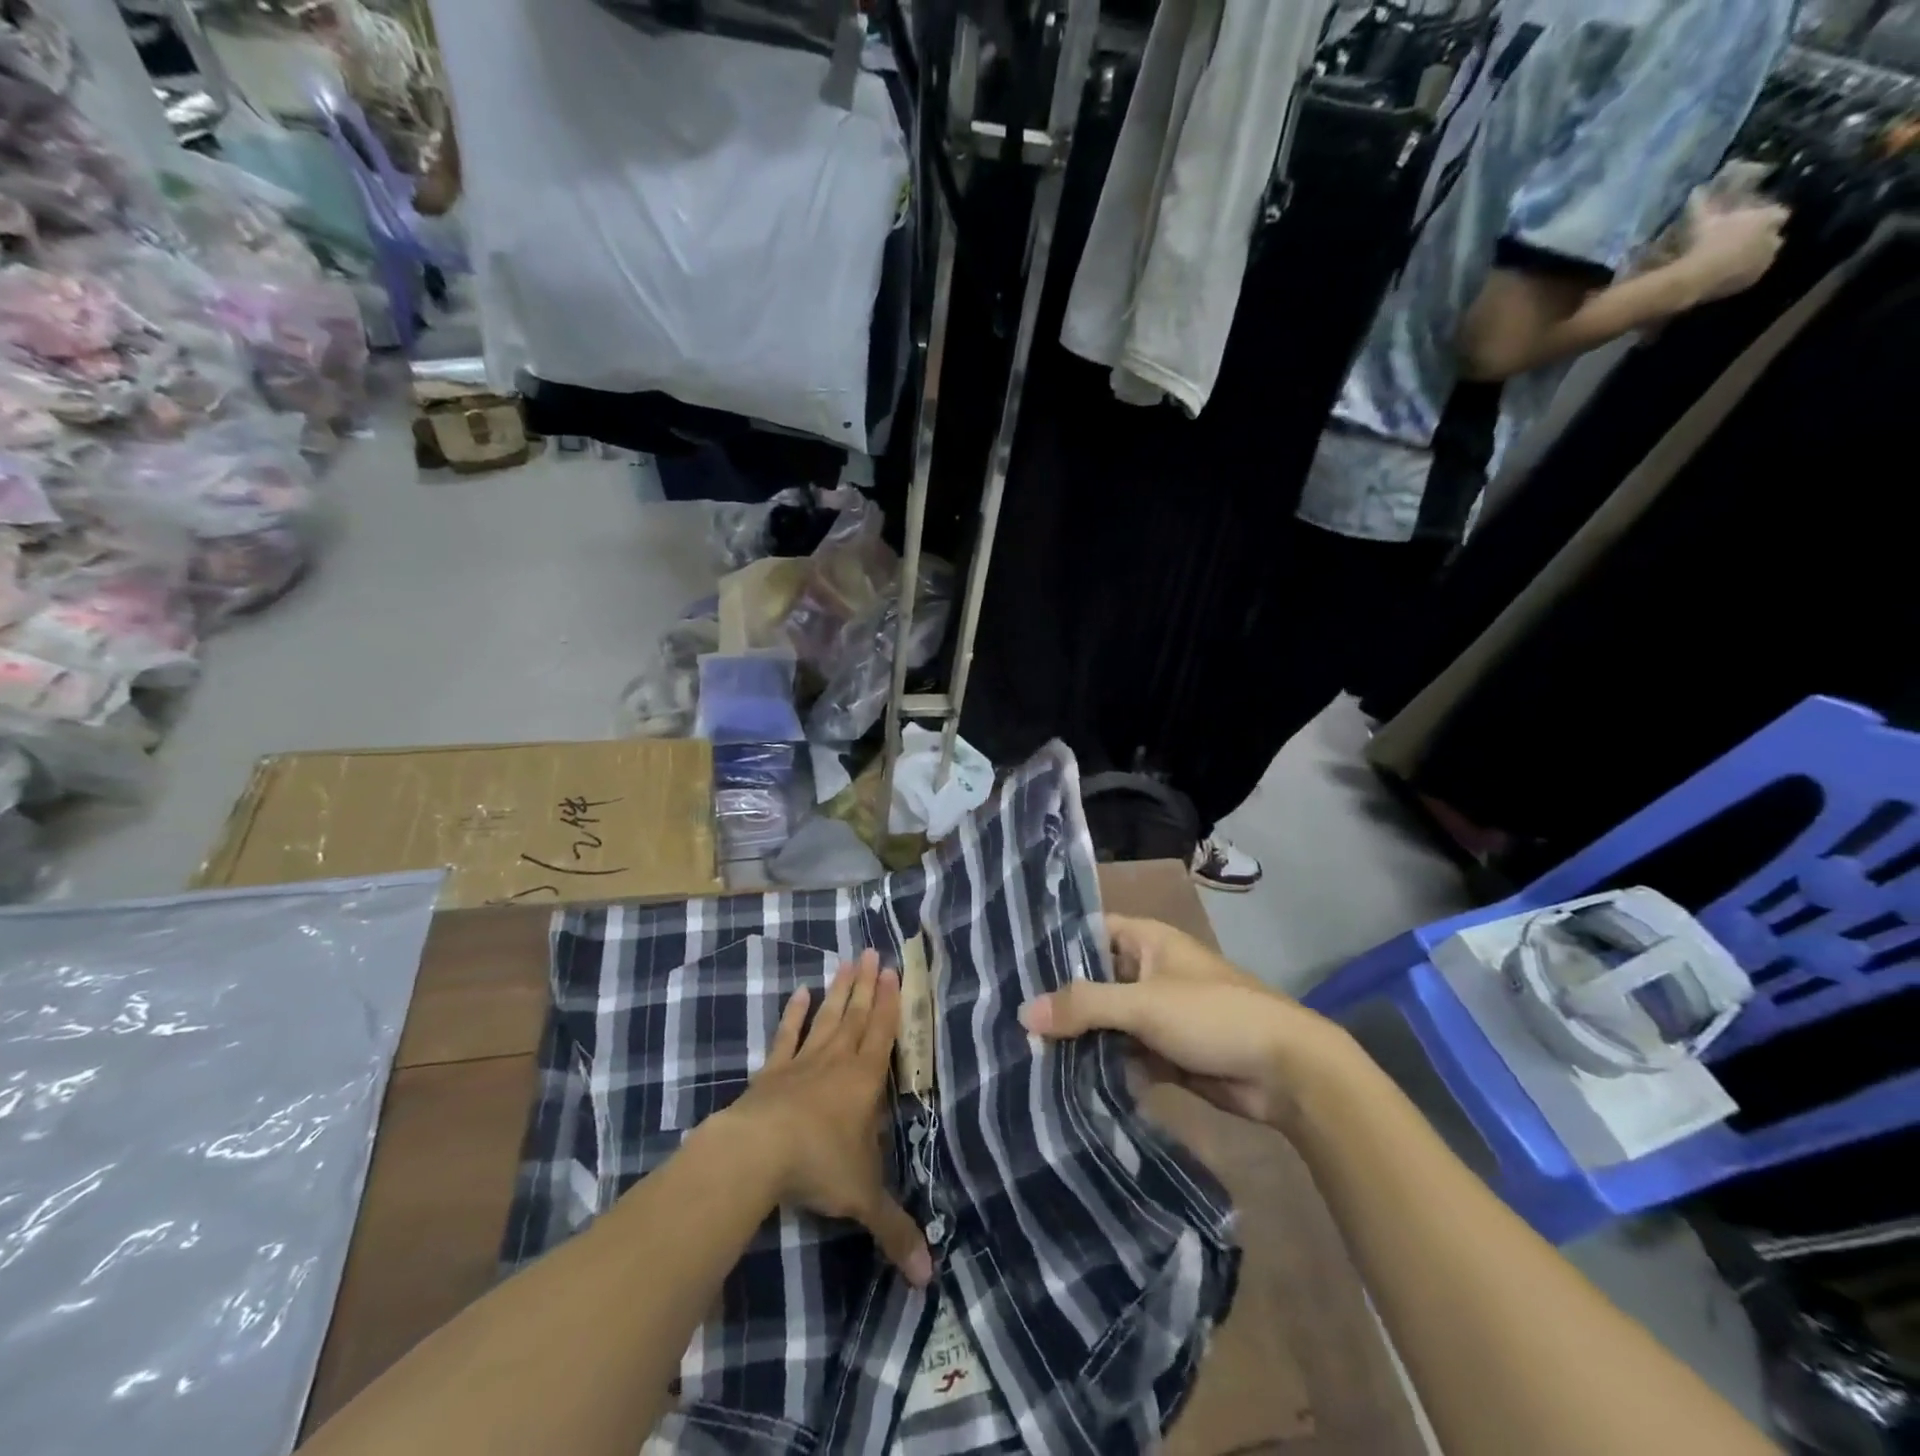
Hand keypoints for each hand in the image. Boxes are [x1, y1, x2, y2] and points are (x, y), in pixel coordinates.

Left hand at [717, 951, 932, 1286]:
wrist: (757, 1153)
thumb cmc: (819, 1166)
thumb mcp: (863, 1200)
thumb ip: (894, 1230)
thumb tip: (928, 1279)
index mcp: (865, 1081)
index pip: (883, 1034)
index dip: (890, 1002)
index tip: (894, 970)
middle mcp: (836, 1062)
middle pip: (855, 1016)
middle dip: (867, 985)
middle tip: (873, 952)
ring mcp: (801, 1063)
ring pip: (826, 1018)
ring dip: (838, 991)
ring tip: (847, 962)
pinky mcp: (771, 1072)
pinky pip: (786, 1037)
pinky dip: (793, 1016)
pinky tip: (798, 994)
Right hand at [1019, 915, 1345, 1134]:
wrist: (1286, 1072)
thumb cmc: (1213, 1015)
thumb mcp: (1143, 1004)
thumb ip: (1084, 1005)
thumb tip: (1024, 1012)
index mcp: (1145, 941)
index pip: (1088, 932)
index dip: (1053, 947)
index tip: (1010, 966)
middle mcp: (1147, 971)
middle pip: (1093, 980)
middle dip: (1060, 1001)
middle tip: (1009, 1020)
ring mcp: (1156, 1013)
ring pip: (1106, 1020)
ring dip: (1078, 1038)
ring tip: (1024, 1053)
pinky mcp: (1165, 1052)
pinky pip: (1122, 1053)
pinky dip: (1101, 1065)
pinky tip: (1063, 1081)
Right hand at [1677, 197, 1788, 302]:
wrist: (1695, 278)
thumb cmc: (1703, 243)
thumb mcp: (1701, 221)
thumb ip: (1703, 205)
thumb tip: (1697, 190)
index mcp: (1769, 218)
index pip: (1777, 213)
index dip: (1764, 217)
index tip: (1749, 222)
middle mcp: (1775, 236)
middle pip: (1774, 235)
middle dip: (1762, 237)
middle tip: (1740, 243)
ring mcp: (1765, 260)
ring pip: (1764, 255)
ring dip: (1753, 256)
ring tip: (1732, 261)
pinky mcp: (1752, 280)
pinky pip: (1751, 274)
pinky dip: (1742, 273)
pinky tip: (1727, 275)